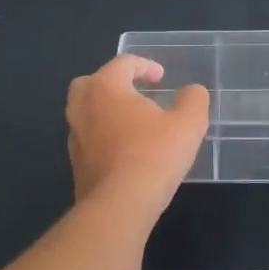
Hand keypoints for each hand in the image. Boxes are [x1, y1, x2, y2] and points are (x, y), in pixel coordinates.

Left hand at [66, 54, 209, 209]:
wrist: (119, 205)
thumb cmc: (154, 155)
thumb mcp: (188, 124)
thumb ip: (193, 100)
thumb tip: (193, 91)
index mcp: (105, 87)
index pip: (122, 63)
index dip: (145, 65)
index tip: (161, 77)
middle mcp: (82, 106)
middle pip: (92, 83)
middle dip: (113, 83)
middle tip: (136, 93)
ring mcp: (74, 136)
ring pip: (87, 112)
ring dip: (108, 111)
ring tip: (134, 123)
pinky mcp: (75, 163)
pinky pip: (89, 138)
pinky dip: (104, 136)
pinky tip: (126, 150)